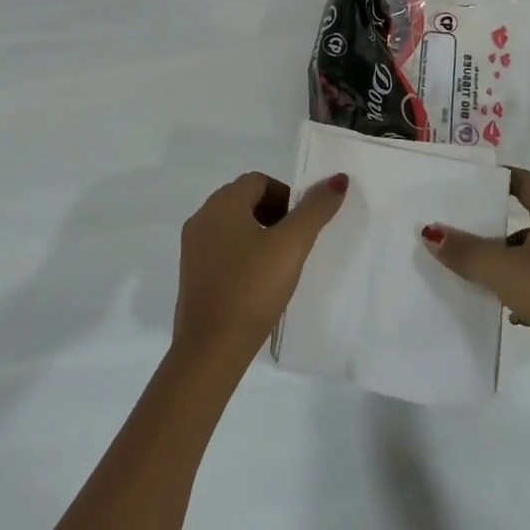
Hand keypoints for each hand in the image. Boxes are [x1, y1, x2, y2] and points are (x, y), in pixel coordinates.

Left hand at [173, 171, 348, 363]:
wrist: (210, 349)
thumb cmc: (252, 288)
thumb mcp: (291, 246)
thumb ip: (315, 210)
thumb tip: (338, 179)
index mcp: (222, 203)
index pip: (258, 181)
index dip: (285, 196)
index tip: (302, 224)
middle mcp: (202, 217)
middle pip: (244, 200)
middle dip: (273, 213)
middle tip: (295, 242)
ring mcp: (192, 247)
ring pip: (232, 225)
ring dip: (258, 233)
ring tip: (279, 264)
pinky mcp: (191, 274)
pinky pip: (221, 249)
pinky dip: (242, 254)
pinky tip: (257, 282)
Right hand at [421, 168, 529, 361]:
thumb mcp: (501, 270)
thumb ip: (464, 251)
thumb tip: (431, 232)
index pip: (526, 181)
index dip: (500, 179)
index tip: (475, 185)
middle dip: (503, 225)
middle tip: (473, 233)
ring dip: (519, 259)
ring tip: (491, 278)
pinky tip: (520, 312)